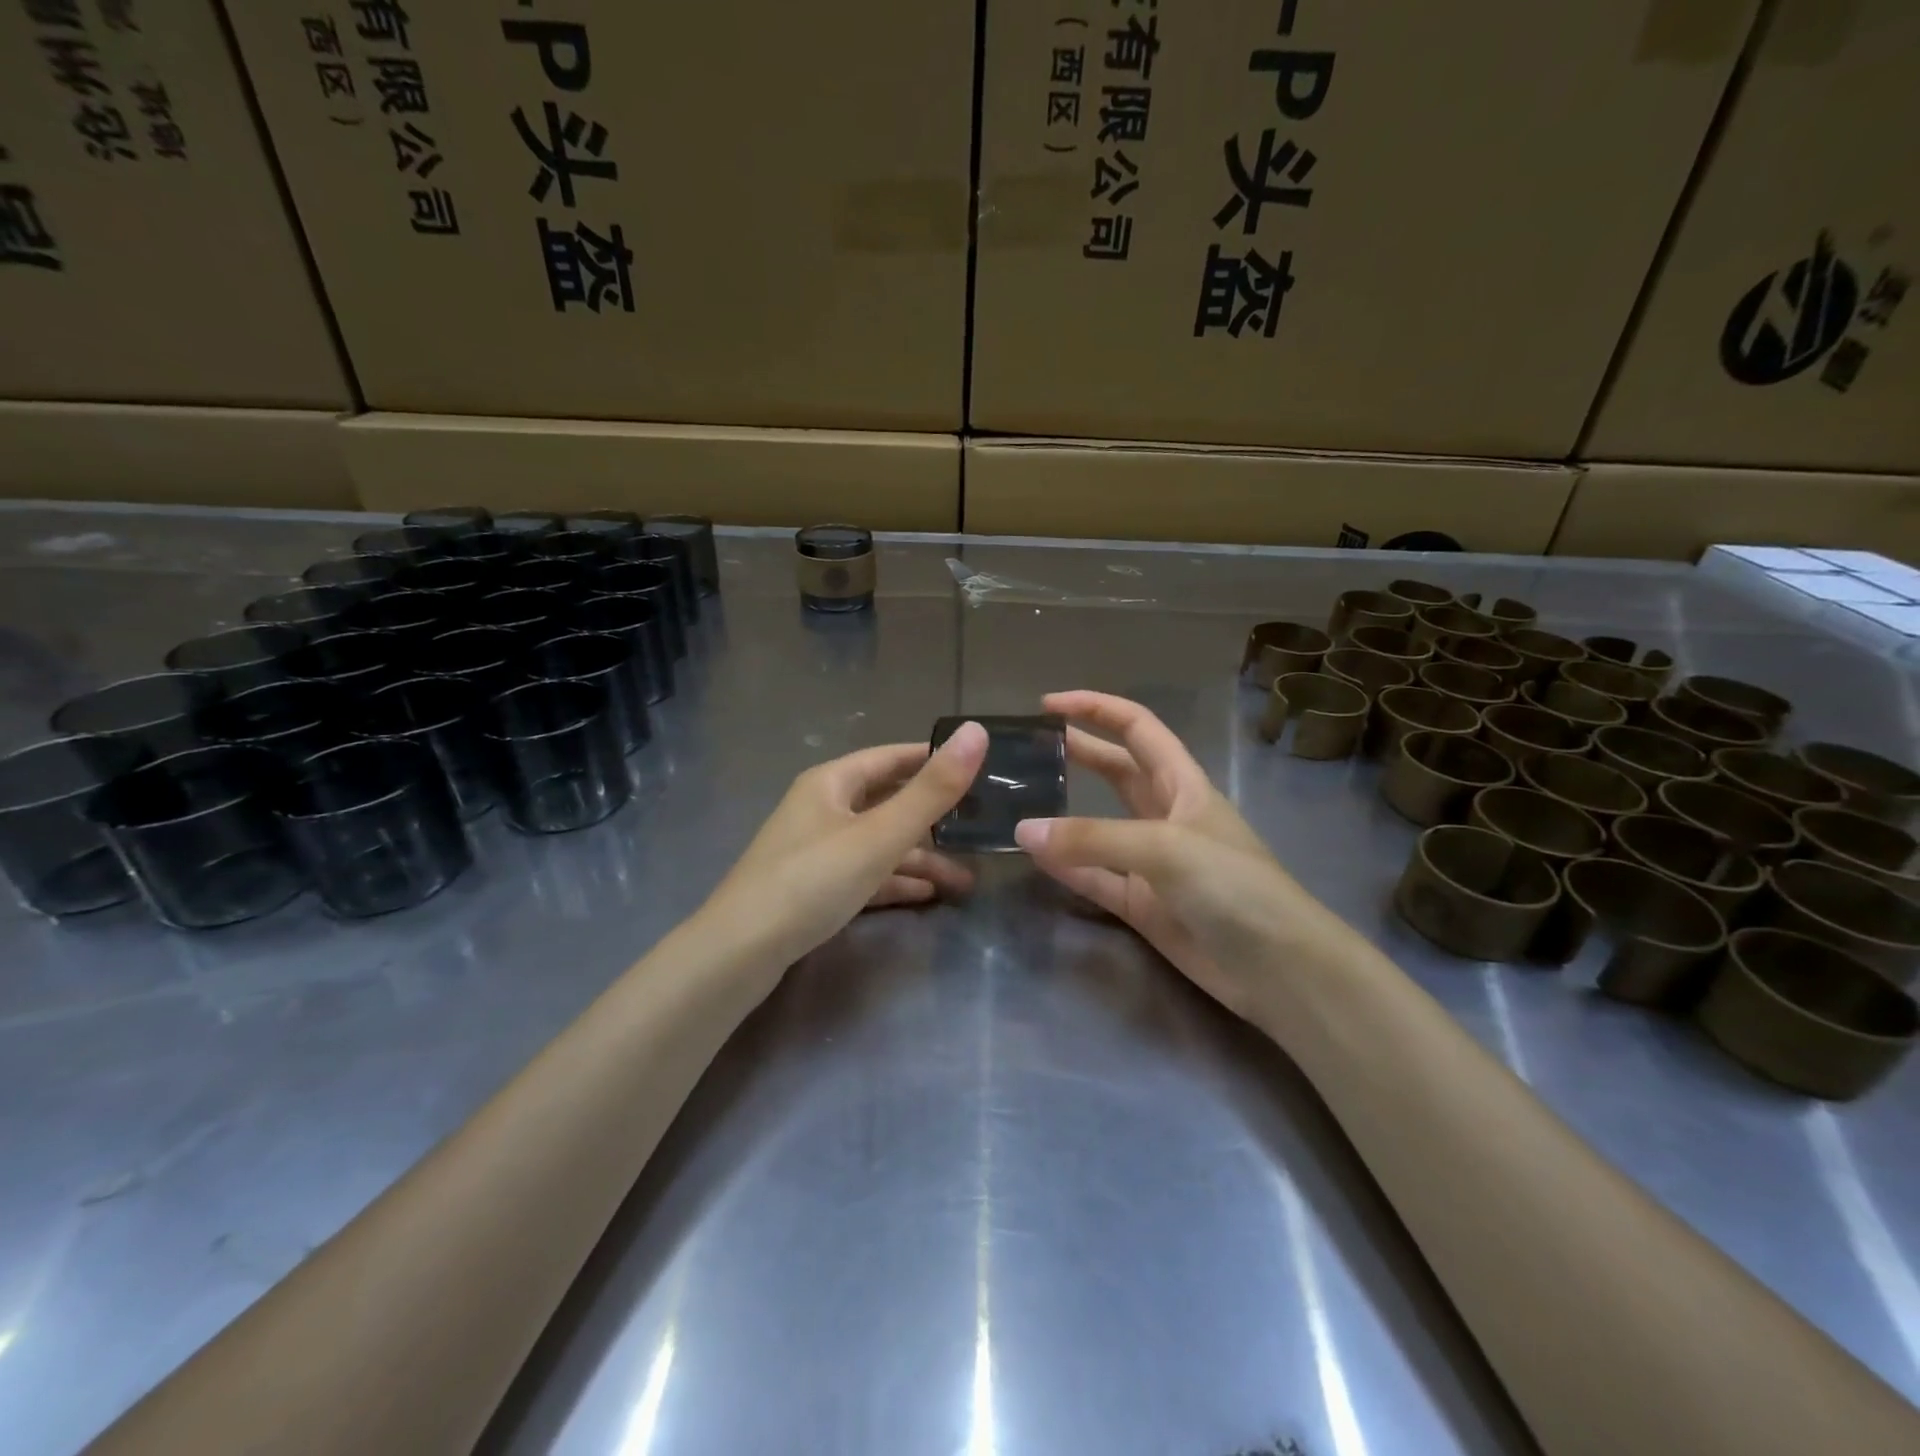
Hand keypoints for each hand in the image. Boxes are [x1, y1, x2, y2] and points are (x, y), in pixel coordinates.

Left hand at [703, 723, 988, 968]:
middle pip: (887, 803)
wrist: (740, 953)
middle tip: (980, 829)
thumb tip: (977, 731)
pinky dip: (894, 880)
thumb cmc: (812, 881)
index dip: (932, 760)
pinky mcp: (813, 888)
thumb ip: (932, 790)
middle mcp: (822, 809)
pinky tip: (927, 895)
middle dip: (934, 819)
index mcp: (832, 783)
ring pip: (878, 844)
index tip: (978, 768)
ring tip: (965, 879)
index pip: (891, 757)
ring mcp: (815, 850)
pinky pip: (863, 874)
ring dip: (919, 858)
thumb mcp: (879, 835)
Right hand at [1015, 692, 1360, 1022]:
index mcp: (1184, 784)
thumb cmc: (1235, 887)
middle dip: (1078, 753)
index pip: (1137, 728)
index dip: (1096, 709)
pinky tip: (1035, 857)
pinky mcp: (1142, 905)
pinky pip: (1095, 877)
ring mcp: (1152, 863)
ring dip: (1065, 814)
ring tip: (1020, 800)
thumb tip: (1024, 830)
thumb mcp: (1167, 848)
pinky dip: (1067, 867)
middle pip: (1116, 772)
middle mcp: (1166, 816)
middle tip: (1027, 748)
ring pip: (1099, 827)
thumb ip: (1094, 839)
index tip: (1049, 704)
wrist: (1279, 969)